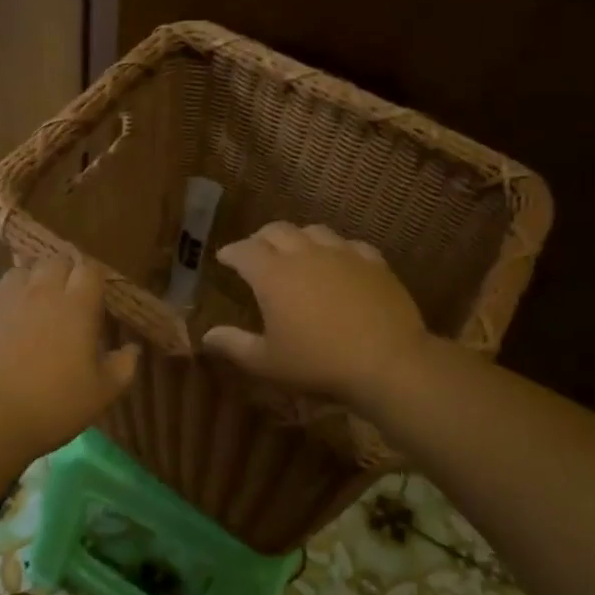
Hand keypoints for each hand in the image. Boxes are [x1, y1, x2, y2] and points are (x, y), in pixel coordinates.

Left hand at [0, 255, 140, 459]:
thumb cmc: (51, 407)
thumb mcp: (101, 394)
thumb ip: (123, 366)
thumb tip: (133, 348)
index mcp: (76, 306)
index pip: (89, 269)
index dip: (93, 279)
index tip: (94, 297)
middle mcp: (40, 290)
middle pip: (55, 261)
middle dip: (63, 274)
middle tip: (65, 301)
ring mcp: (3, 296)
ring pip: (20, 272)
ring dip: (30, 283)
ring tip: (30, 308)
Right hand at [202, 222, 426, 404]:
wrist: (387, 362)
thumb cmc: (318, 363)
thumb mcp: (267, 362)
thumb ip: (234, 345)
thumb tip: (206, 336)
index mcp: (273, 275)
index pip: (244, 251)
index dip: (231, 252)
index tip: (224, 258)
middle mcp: (304, 254)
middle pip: (276, 230)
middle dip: (260, 238)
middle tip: (255, 251)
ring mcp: (342, 254)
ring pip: (313, 230)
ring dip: (297, 237)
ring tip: (295, 251)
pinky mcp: (373, 262)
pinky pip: (349, 244)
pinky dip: (335, 248)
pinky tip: (337, 260)